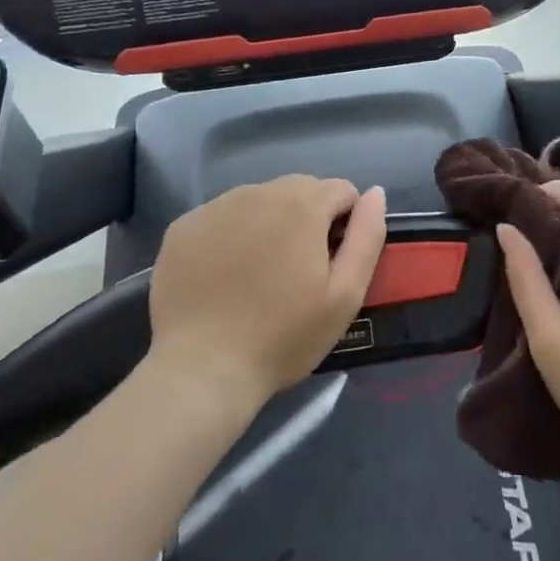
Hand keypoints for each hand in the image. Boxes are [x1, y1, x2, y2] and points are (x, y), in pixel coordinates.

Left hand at [147, 177, 386, 410]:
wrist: (201, 370)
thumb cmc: (283, 337)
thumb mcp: (345, 295)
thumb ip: (367, 237)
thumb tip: (375, 193)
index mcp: (302, 204)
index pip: (340, 191)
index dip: (345, 224)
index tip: (332, 263)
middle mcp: (258, 191)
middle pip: (299, 190)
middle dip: (307, 219)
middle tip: (297, 271)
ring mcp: (216, 206)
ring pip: (258, 200)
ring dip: (268, 223)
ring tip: (259, 274)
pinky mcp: (184, 226)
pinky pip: (221, 217)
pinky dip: (231, 234)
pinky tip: (225, 275)